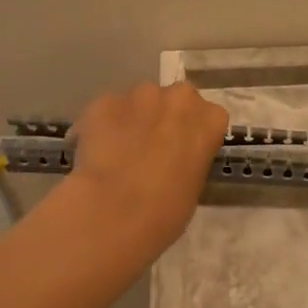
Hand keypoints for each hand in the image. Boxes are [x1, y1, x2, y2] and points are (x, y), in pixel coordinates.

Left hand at [65, 82, 228, 257]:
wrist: (116, 212)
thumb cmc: (167, 210)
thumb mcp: (194, 186)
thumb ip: (189, 159)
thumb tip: (173, 160)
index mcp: (211, 119)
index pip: (209, 117)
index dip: (193, 134)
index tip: (183, 152)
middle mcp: (179, 98)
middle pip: (176, 100)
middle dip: (165, 117)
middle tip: (152, 148)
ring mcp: (140, 95)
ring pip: (140, 101)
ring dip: (134, 119)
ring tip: (120, 151)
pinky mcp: (104, 102)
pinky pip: (108, 110)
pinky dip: (104, 125)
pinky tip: (97, 153)